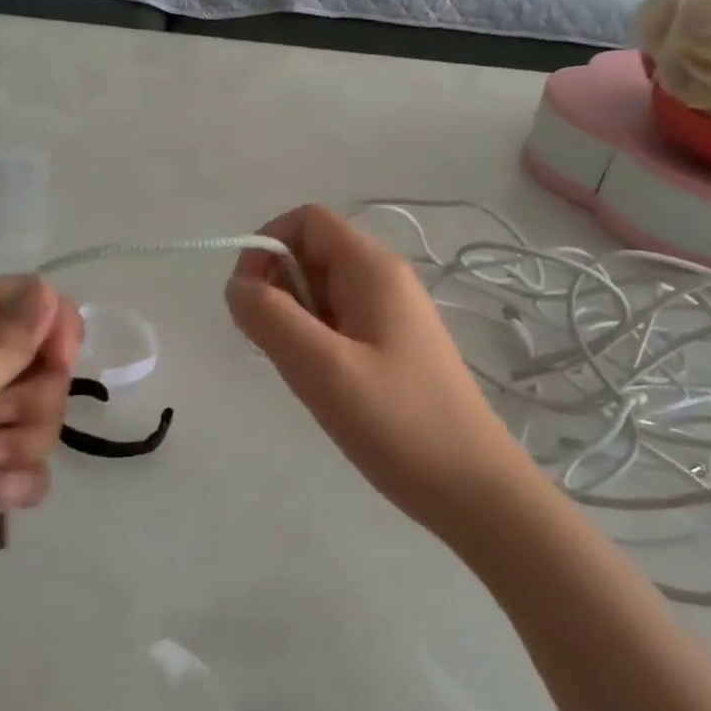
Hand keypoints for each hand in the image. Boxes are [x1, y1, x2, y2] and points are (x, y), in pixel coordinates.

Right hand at [227, 205, 525, 537]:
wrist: (473, 489)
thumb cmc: (398, 423)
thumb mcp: (322, 368)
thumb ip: (269, 317)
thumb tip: (237, 285)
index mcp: (373, 269)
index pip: (306, 221)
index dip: (266, 246)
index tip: (248, 300)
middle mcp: (384, 280)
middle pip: (311, 255)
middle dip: (278, 291)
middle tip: (278, 350)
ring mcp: (391, 315)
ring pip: (321, 294)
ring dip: (295, 322)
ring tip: (306, 374)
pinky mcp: (392, 347)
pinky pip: (338, 325)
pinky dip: (315, 344)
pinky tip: (325, 386)